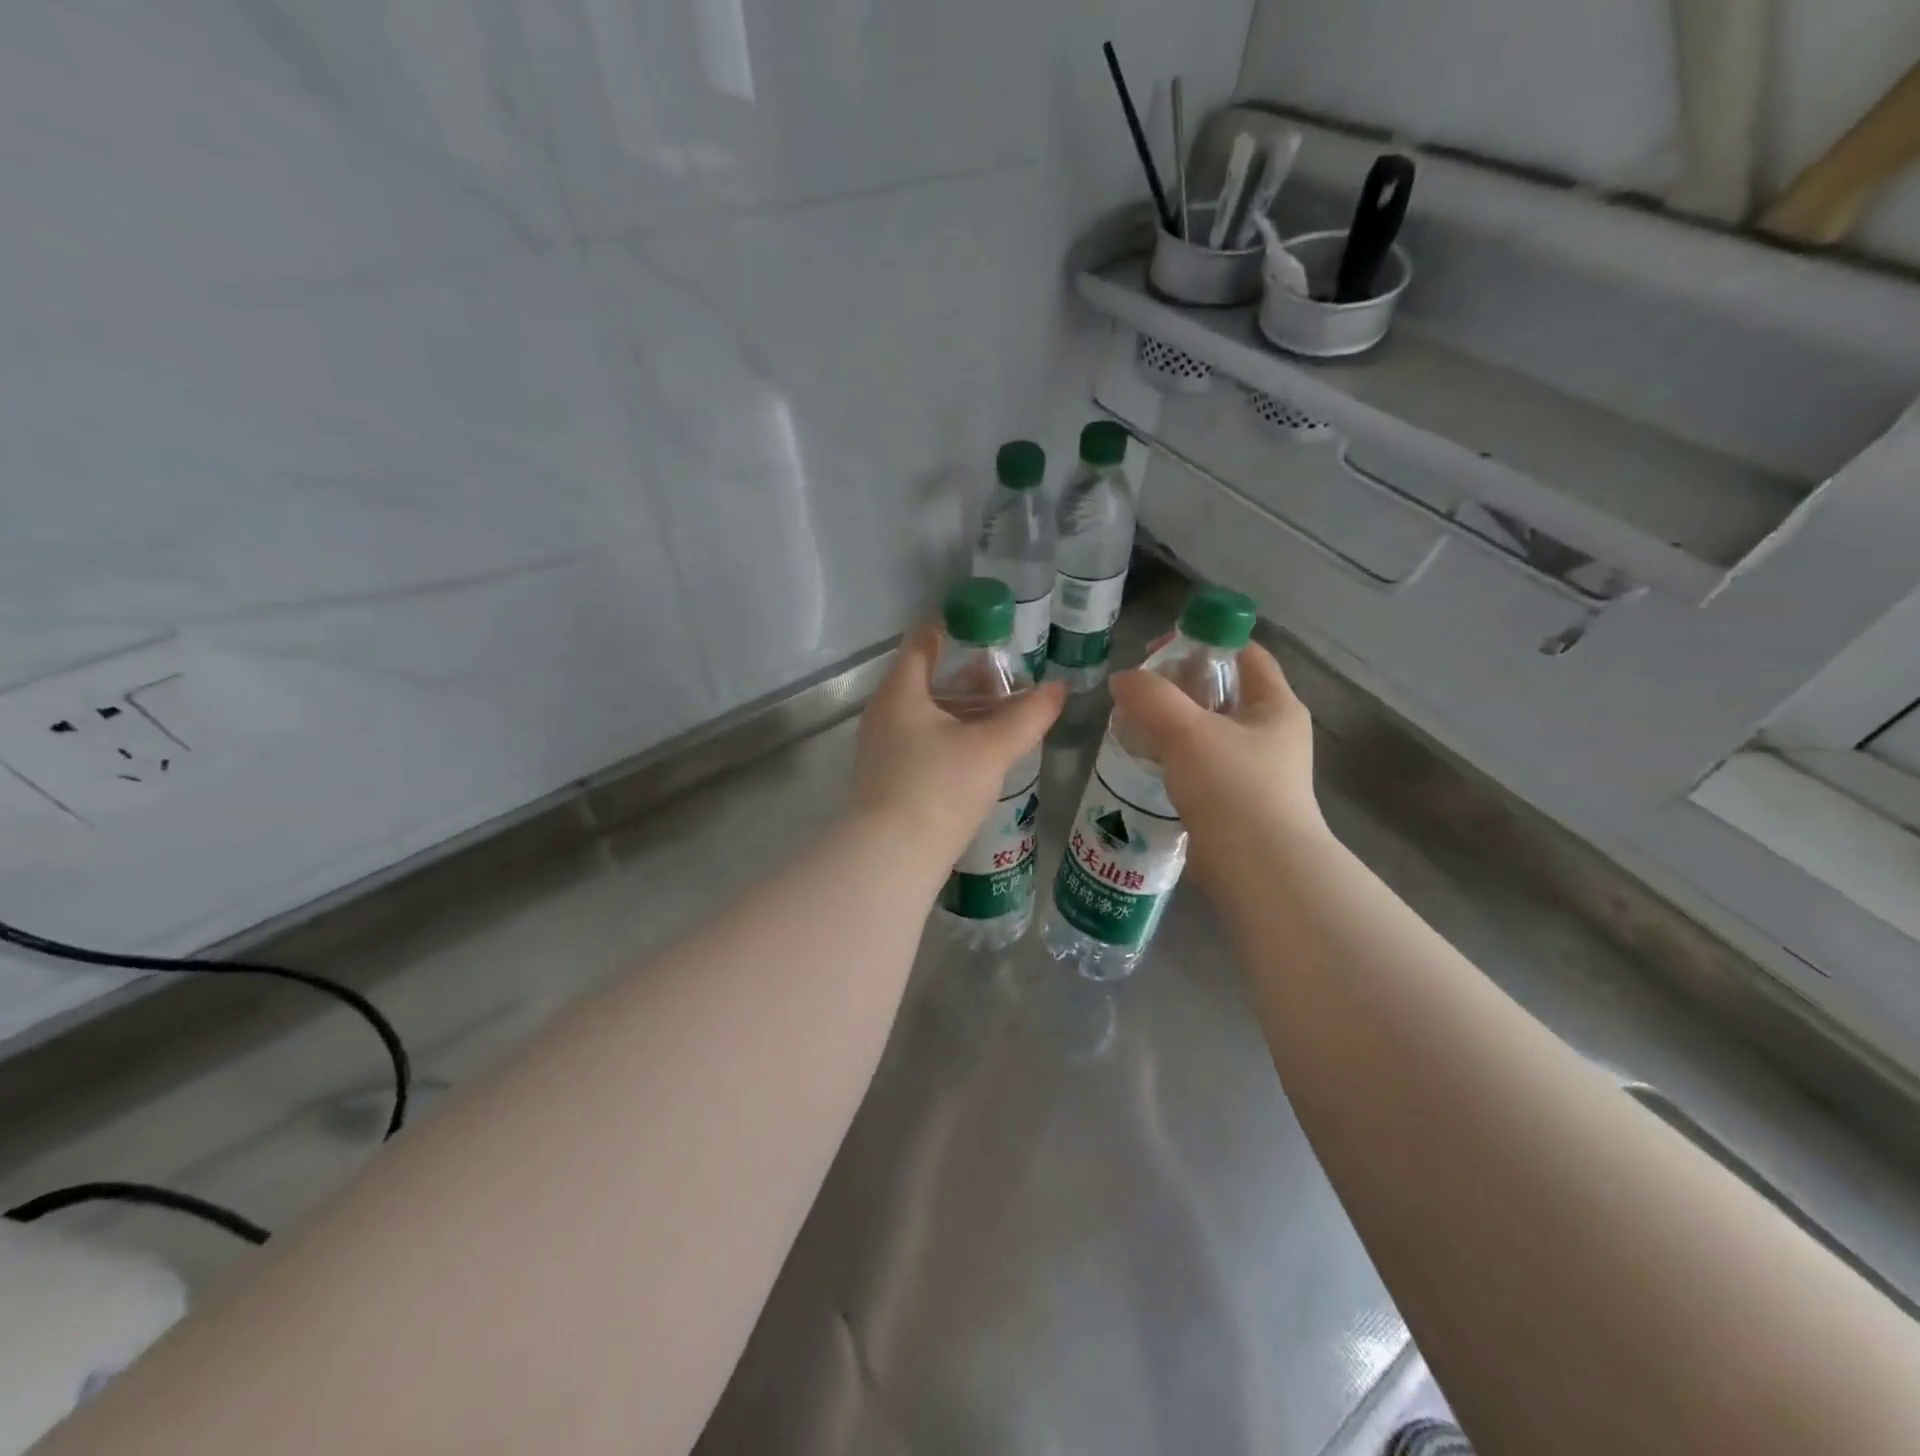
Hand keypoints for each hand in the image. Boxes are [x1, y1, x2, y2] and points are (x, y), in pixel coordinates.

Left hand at [852, 627, 1065, 865]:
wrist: (892, 857)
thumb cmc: (938, 787)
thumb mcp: (991, 748)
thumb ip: (1028, 716)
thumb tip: (1060, 687)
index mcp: (901, 692)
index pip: (922, 643)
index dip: (951, 629)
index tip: (984, 626)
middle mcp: (883, 714)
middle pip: (926, 680)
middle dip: (967, 677)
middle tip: (1007, 678)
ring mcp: (881, 749)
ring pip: (926, 715)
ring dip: (961, 711)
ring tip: (1001, 716)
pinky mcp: (888, 779)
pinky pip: (922, 743)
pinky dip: (950, 737)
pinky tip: (978, 754)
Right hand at [1107, 641, 1323, 886]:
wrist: (1260, 871)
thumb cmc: (1233, 789)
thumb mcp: (1188, 731)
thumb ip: (1151, 697)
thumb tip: (1122, 680)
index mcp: (1276, 705)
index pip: (1243, 652)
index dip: (1202, 641)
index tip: (1156, 653)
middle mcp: (1271, 732)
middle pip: (1221, 691)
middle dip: (1177, 686)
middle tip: (1137, 692)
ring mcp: (1255, 770)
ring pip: (1207, 730)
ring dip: (1170, 724)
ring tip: (1132, 726)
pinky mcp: (1235, 801)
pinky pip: (1200, 765)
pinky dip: (1173, 757)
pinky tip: (1144, 763)